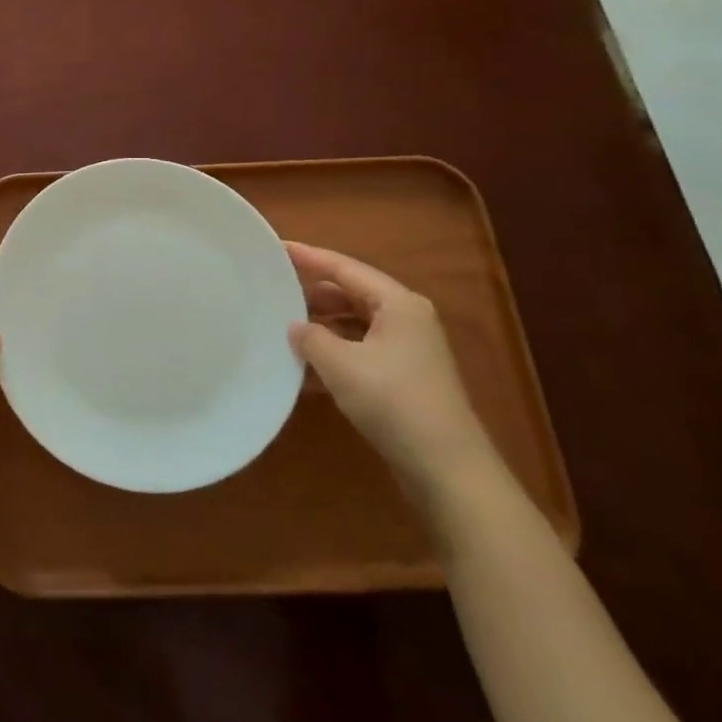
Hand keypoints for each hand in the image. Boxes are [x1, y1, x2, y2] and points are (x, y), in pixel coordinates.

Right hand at [285, 243, 493, 490]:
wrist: (448, 472)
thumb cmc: (394, 402)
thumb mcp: (340, 364)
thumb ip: (311, 337)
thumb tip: (295, 327)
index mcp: (397, 303)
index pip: (344, 268)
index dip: (308, 257)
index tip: (275, 249)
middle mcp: (406, 319)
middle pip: (350, 294)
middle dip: (312, 295)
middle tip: (273, 292)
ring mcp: (408, 351)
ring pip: (354, 325)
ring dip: (321, 328)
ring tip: (283, 331)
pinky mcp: (404, 379)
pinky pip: (361, 352)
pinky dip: (334, 355)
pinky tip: (305, 371)